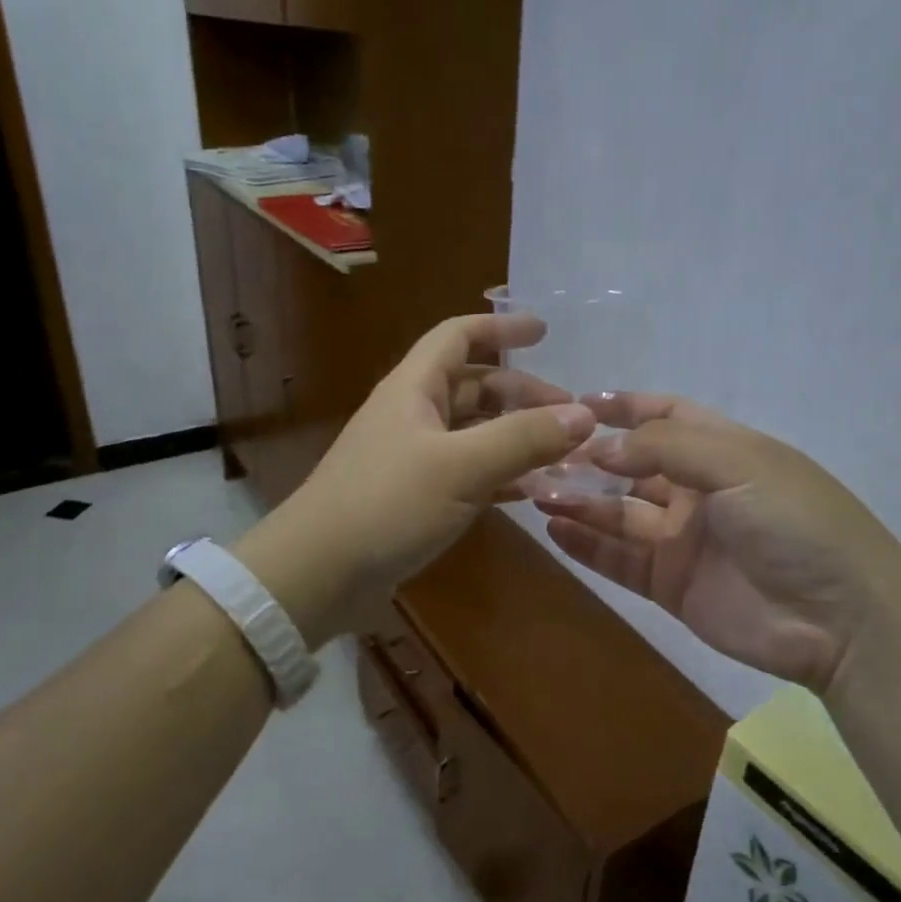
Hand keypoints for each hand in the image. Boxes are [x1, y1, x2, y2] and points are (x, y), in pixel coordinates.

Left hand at [242, 314, 595, 633]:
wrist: (316, 574)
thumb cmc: (387, 504)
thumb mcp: (462, 466)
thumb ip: (524, 438)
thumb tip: (585, 415)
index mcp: (414, 388)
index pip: (459, 336)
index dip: (501, 327)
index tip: (545, 333)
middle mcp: (412, 414)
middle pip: (474, 386)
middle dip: (522, 394)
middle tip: (569, 416)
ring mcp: (412, 457)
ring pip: (473, 432)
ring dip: (515, 436)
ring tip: (562, 454)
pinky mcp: (414, 497)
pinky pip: (467, 472)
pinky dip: (500, 474)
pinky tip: (531, 491)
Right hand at [537, 394, 900, 692]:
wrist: (839, 620)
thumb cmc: (793, 522)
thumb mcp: (737, 463)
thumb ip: (664, 447)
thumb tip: (600, 446)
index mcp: (723, 451)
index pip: (667, 416)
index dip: (626, 408)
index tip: (578, 404)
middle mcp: (698, 491)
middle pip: (632, 467)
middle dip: (588, 460)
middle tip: (538, 456)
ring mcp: (682, 540)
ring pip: (618, 514)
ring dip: (578, 501)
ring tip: (534, 492)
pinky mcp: (671, 584)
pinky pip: (619, 560)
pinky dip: (586, 545)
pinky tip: (553, 530)